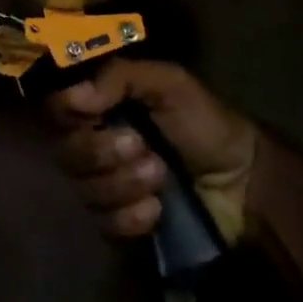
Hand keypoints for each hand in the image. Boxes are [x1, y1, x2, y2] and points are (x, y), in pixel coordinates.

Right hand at [48, 58, 258, 242]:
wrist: (245, 182)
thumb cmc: (205, 123)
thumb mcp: (168, 83)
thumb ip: (119, 76)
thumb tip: (75, 94)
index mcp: (100, 108)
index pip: (57, 107)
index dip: (67, 110)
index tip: (92, 110)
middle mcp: (94, 145)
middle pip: (66, 153)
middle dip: (103, 152)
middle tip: (143, 147)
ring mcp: (105, 187)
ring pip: (85, 190)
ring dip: (124, 183)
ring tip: (161, 175)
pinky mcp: (121, 224)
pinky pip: (105, 225)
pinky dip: (131, 217)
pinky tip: (157, 210)